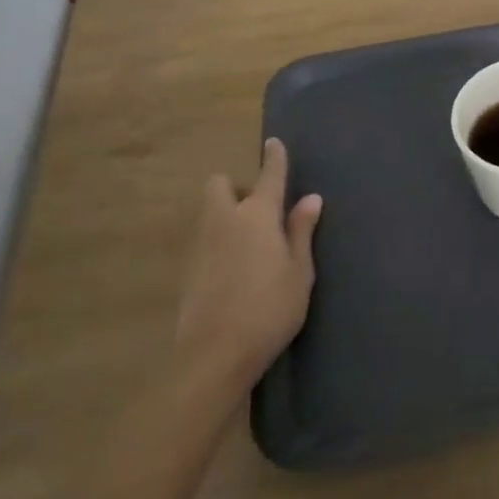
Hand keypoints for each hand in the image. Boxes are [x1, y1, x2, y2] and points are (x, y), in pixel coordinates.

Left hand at [175, 139, 320, 393]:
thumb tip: (310, 198)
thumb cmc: (270, 309)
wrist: (214, 356)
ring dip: (227, 213)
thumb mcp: (300, 271)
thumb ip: (302, 231)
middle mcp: (225, 220)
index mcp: (257, 215)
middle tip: (259, 209)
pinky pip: (205, 239)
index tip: (273, 142)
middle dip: (236, 186)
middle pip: (220, 184)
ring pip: (210, 212)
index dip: (274, 158)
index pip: (268, 176)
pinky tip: (236, 269)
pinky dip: (220, 241)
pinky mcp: (188, 270)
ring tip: (252, 243)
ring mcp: (202, 245)